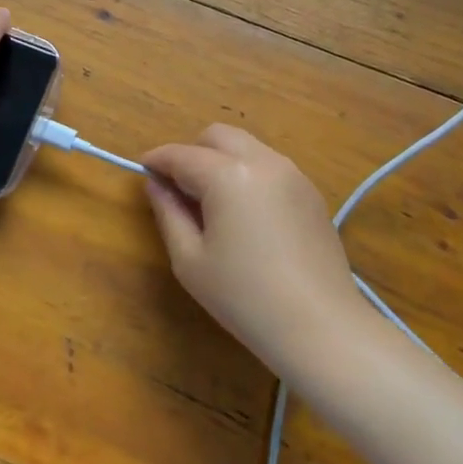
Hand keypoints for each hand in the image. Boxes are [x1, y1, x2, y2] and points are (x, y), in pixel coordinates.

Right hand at [143, 125, 370, 377]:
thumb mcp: (190, 260)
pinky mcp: (311, 193)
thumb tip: (156, 185)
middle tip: (179, 188)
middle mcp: (263, 162)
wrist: (320, 327)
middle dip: (192, 152)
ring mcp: (293, 175)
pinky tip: (244, 214)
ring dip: (222, 160)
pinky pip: (269, 167)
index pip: (182, 155)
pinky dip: (248, 174)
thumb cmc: (244, 297)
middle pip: (218, 136)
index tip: (142, 171)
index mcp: (228, 175)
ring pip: (247, 147)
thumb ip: (168, 213)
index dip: (157, 160)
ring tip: (211, 203)